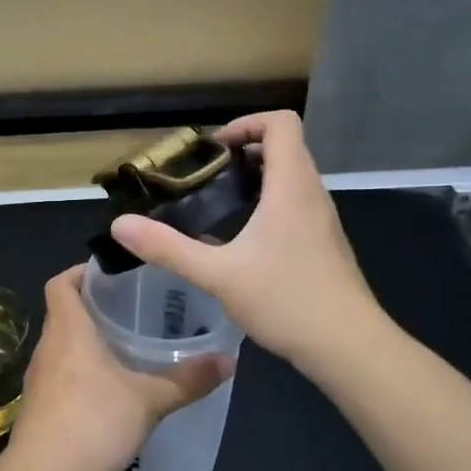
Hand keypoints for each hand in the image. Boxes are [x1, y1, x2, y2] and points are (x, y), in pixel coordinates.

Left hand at [8, 265, 233, 470]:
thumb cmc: (94, 422)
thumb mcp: (149, 400)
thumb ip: (188, 380)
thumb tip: (229, 361)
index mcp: (68, 330)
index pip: (60, 283)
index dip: (80, 272)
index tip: (110, 275)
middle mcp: (47, 347)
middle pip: (61, 313)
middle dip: (91, 308)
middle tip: (129, 310)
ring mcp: (37, 379)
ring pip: (60, 346)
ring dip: (84, 343)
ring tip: (122, 348)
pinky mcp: (37, 408)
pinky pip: (58, 376)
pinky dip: (78, 373)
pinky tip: (106, 392)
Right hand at [108, 111, 383, 371]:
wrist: (349, 347)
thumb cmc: (286, 300)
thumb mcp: (217, 274)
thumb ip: (167, 248)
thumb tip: (121, 225)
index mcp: (291, 187)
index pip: (281, 123)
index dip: (246, 124)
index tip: (212, 149)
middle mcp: (311, 194)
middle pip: (285, 146)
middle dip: (243, 151)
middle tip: (205, 175)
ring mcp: (322, 219)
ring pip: (291, 176)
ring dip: (256, 177)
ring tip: (217, 202)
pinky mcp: (323, 242)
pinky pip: (295, 202)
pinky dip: (268, 203)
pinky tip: (241, 239)